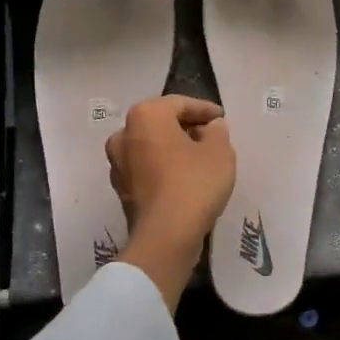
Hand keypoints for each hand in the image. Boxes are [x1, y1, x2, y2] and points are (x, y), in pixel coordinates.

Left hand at [106, 96, 235, 309]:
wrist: (165, 235)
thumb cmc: (194, 184)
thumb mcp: (220, 152)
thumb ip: (218, 132)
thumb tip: (212, 127)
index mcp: (145, 116)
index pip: (179, 104)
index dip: (204, 110)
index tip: (222, 119)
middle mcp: (123, 134)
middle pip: (161, 123)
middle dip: (186, 128)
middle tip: (212, 137)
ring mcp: (117, 164)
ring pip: (151, 147)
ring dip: (173, 149)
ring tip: (199, 159)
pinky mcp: (121, 190)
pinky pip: (146, 169)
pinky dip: (163, 169)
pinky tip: (184, 179)